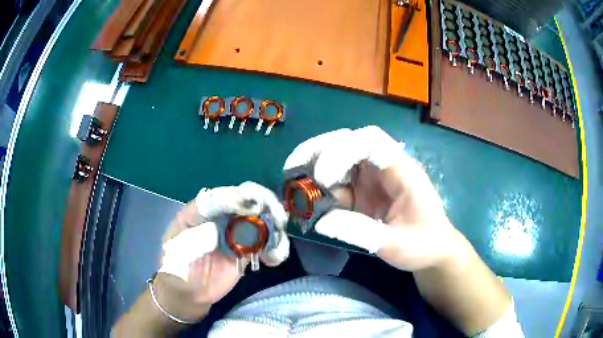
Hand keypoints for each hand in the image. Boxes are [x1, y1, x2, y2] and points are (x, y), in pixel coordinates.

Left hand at [155, 182, 289, 320]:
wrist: (189, 293)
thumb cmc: (177, 268)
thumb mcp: (177, 250)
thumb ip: (195, 238)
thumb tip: (218, 228)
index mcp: (201, 211)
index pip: (220, 197)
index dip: (237, 198)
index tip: (253, 207)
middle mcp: (221, 216)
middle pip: (247, 201)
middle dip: (266, 205)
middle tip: (278, 219)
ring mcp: (236, 232)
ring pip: (261, 219)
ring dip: (275, 227)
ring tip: (275, 246)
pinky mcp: (248, 249)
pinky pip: (266, 242)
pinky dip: (276, 246)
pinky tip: (273, 259)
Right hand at [284, 126, 463, 270]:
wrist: (433, 252)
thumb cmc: (423, 245)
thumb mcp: (396, 245)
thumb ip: (361, 232)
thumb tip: (320, 221)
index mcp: (402, 170)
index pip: (371, 140)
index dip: (342, 150)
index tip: (322, 178)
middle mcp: (385, 167)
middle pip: (349, 142)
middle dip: (319, 151)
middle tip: (292, 168)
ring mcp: (373, 178)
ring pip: (339, 158)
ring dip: (314, 166)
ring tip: (291, 182)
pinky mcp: (364, 192)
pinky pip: (338, 182)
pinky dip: (320, 189)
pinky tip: (307, 200)